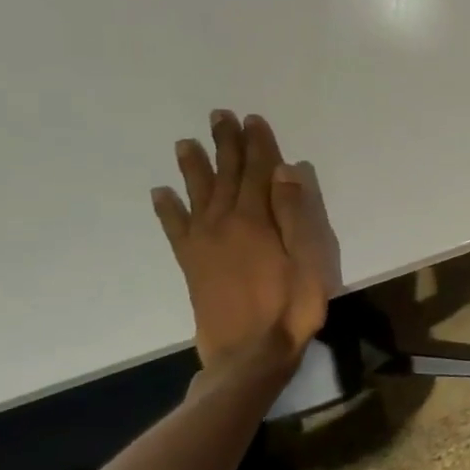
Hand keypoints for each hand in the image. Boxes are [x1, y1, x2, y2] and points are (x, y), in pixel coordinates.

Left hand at [150, 112, 340, 366]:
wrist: (249, 353)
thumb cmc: (291, 306)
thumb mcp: (309, 259)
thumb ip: (295, 214)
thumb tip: (285, 171)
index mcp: (256, 220)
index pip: (258, 172)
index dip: (257, 145)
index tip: (252, 119)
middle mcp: (224, 223)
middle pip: (226, 175)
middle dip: (225, 145)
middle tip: (219, 116)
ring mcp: (203, 243)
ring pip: (197, 194)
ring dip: (194, 167)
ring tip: (185, 143)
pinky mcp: (191, 263)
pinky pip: (174, 228)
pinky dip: (167, 208)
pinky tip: (161, 193)